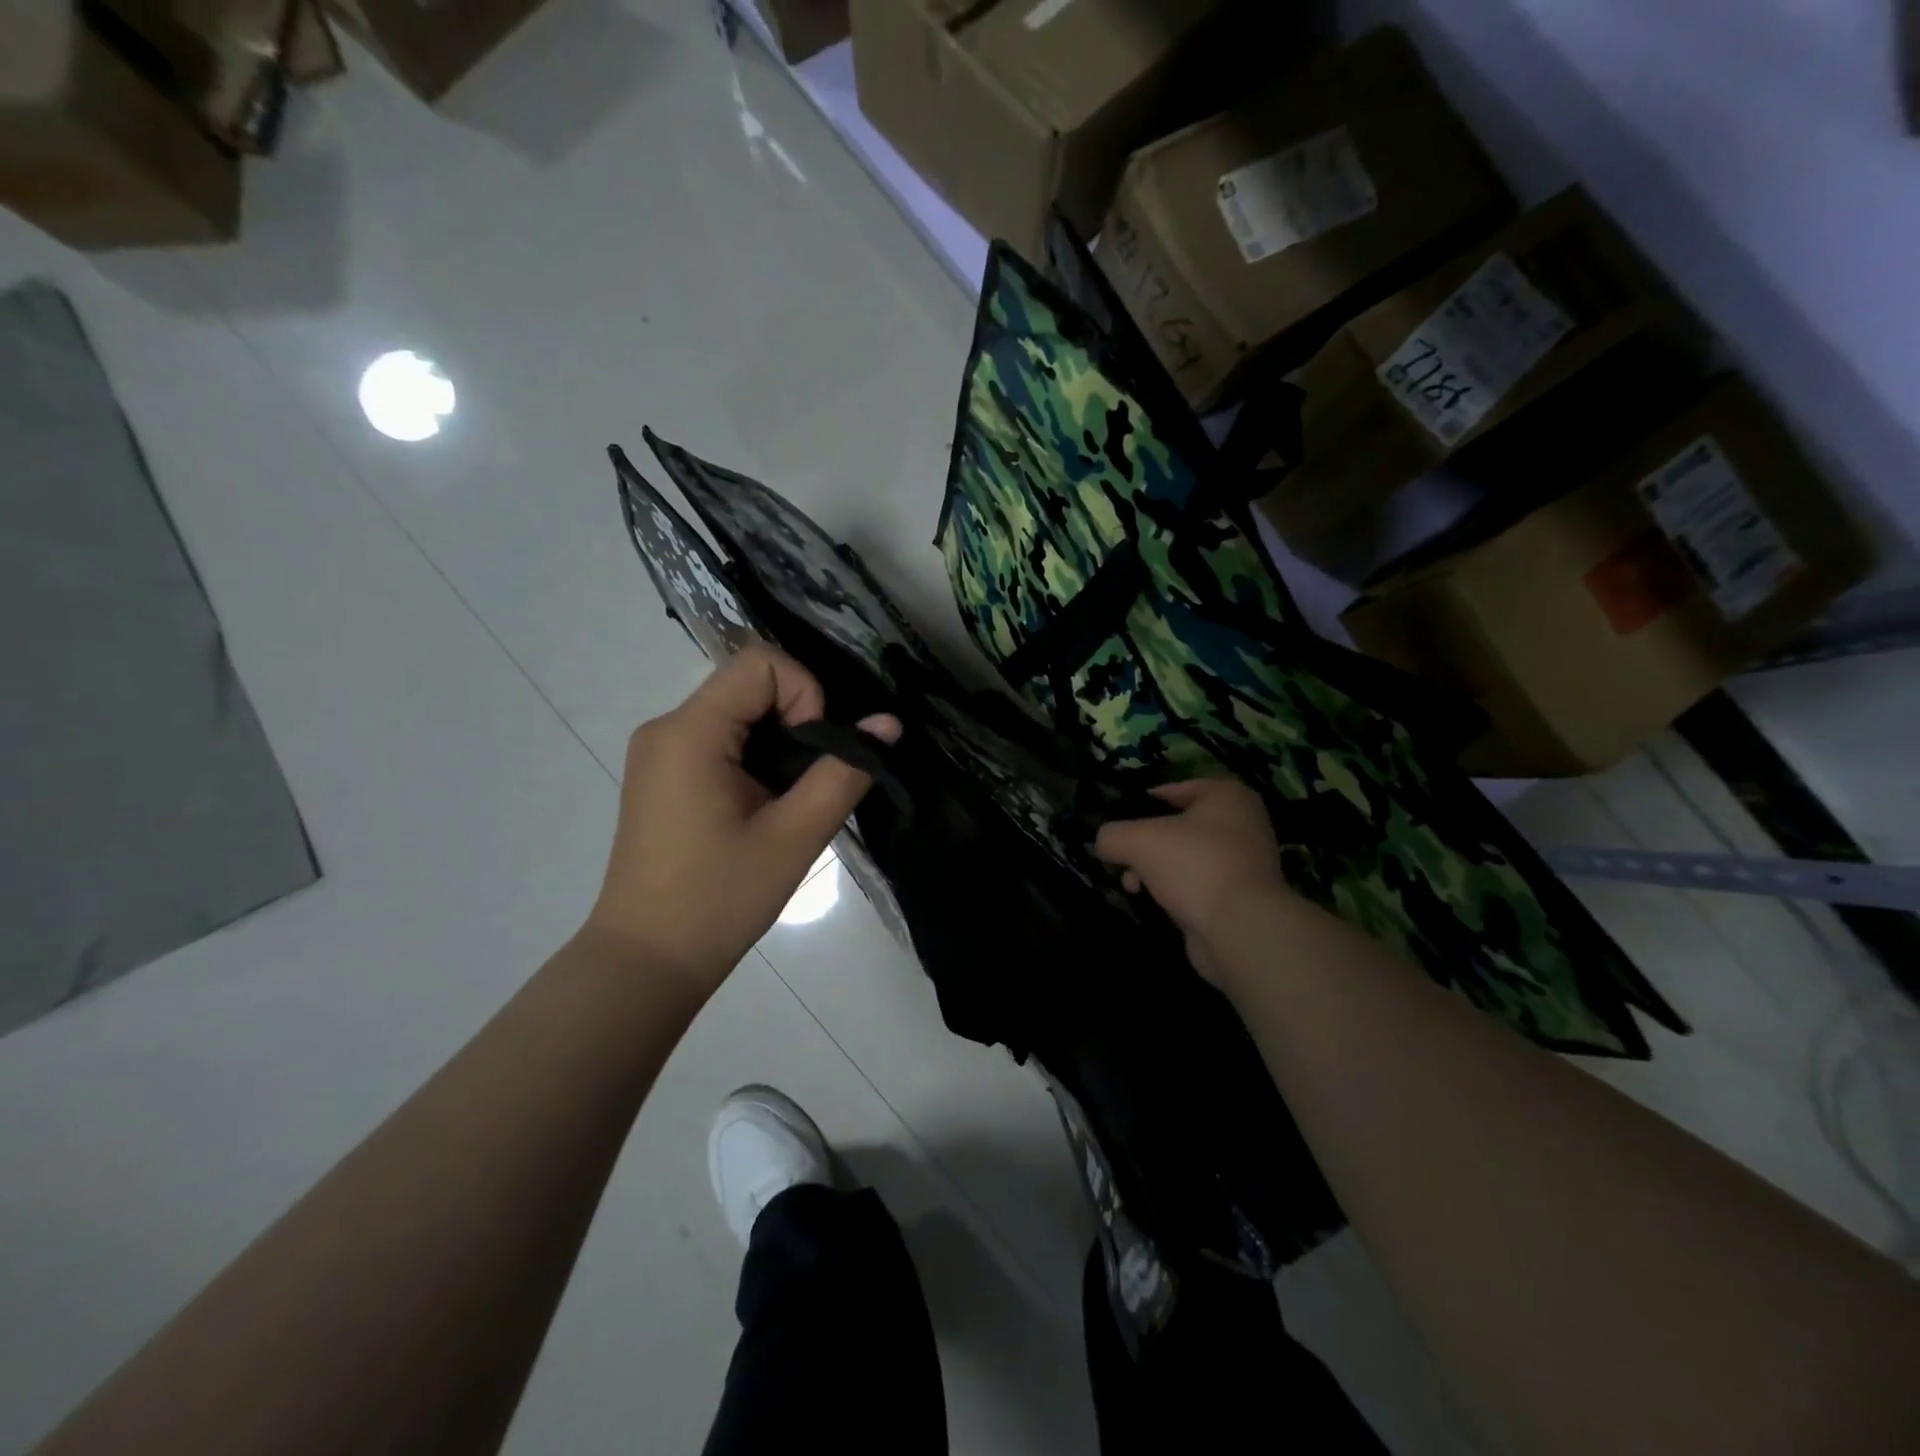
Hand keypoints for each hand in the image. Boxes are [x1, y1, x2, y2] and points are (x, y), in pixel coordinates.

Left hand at [584, 645, 899, 998]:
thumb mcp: (794, 836)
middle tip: (810, 781)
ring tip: (790, 798)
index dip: (804, 693)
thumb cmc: (719, 899)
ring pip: (737, 710)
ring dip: (778, 741)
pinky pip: (719, 737)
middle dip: (796, 719)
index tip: (814, 753)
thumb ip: (844, 773)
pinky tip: (763, 804)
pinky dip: (754, 755)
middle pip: (749, 683)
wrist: (647, 962)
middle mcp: (666, 727)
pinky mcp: (662, 774)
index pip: (760, 663)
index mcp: (689, 732)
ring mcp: (659, 751)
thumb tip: (888, 724)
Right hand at [1094, 778, 1301, 985]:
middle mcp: (1243, 823)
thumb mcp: (1137, 840)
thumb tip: (1103, 843)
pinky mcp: (1241, 897)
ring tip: (1131, 886)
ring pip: (1187, 857)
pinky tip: (1154, 902)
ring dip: (1155, 869)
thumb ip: (1112, 835)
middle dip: (1146, 843)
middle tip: (1122, 858)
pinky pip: (1198, 884)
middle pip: (1179, 826)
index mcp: (1227, 796)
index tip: (1120, 819)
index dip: (1143, 802)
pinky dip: (1176, 891)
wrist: (1240, 928)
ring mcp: (1245, 862)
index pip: (1176, 789)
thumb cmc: (1193, 865)